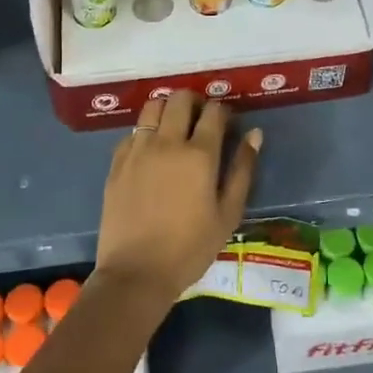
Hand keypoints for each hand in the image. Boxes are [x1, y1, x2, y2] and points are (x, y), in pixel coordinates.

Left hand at [94, 92, 260, 310]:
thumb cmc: (190, 248)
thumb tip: (254, 134)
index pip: (214, 111)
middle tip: (201, 118)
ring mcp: (138, 149)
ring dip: (167, 109)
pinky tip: (151, 149)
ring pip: (152, 107)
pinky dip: (146, 131)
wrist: (136, 273)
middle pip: (180, 99)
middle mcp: (167, 142)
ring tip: (174, 126)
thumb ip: (243, 170)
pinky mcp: (117, 162)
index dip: (224, 111)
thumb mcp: (228, 214)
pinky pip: (133, 131)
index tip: (227, 122)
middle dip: (195, 101)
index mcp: (199, 154)